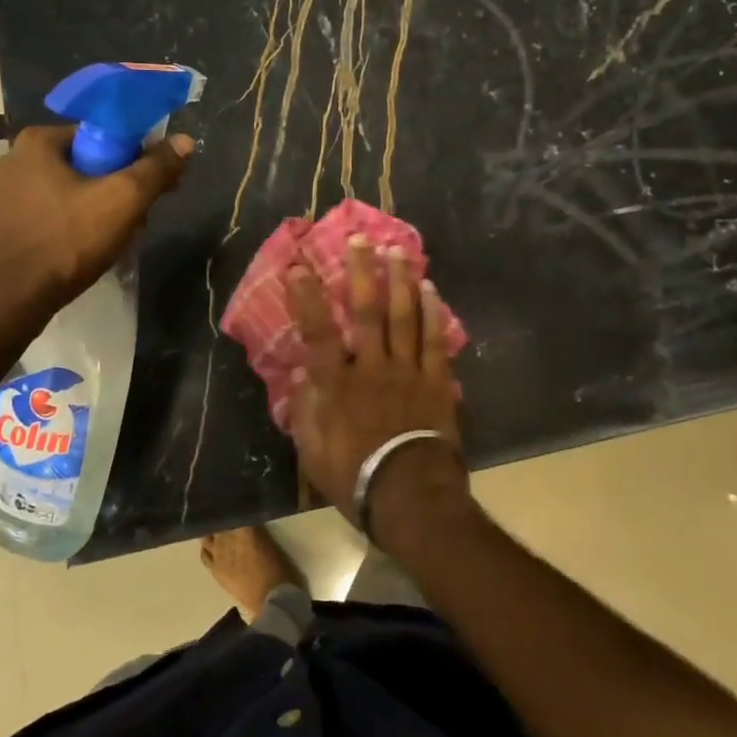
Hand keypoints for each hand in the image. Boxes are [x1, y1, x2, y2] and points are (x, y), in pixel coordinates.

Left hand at [0, 124, 192, 311]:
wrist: (9, 301)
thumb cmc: (65, 241)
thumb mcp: (123, 200)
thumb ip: (156, 168)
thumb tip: (185, 141)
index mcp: (40, 141)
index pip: (104, 134)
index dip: (138, 157)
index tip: (156, 185)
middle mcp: (19, 158)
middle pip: (92, 163)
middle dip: (122, 190)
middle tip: (141, 219)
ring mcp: (10, 193)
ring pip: (77, 191)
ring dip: (105, 211)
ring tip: (120, 240)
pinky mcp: (10, 224)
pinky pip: (58, 213)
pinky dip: (80, 226)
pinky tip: (92, 250)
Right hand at [286, 236, 467, 535]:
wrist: (411, 496)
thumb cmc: (355, 477)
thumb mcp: (313, 452)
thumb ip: (306, 411)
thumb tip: (304, 375)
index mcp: (337, 385)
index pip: (317, 332)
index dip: (308, 297)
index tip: (300, 266)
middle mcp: (370, 367)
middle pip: (365, 311)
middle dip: (361, 272)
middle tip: (361, 239)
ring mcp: (407, 371)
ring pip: (403, 316)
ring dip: (399, 281)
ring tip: (397, 251)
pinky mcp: (436, 381)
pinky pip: (433, 339)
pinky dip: (432, 313)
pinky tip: (431, 289)